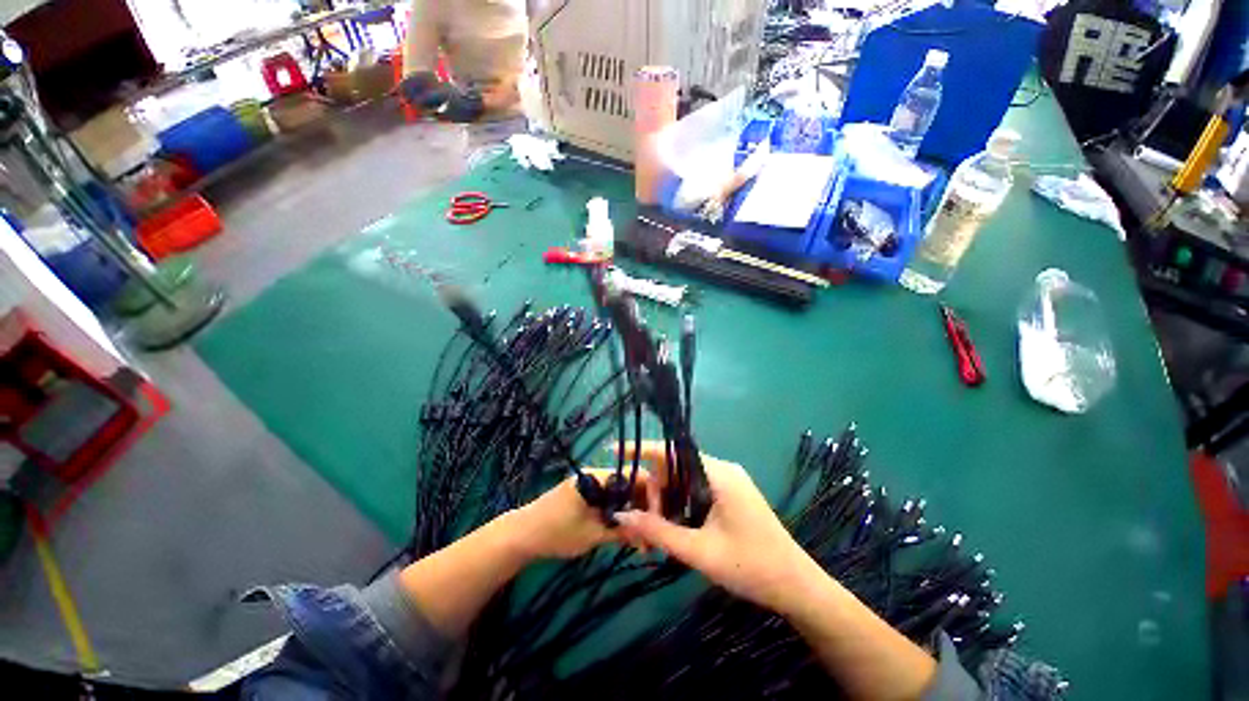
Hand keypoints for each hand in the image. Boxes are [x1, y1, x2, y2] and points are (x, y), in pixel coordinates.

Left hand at [509, 469, 650, 559]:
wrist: (521, 534)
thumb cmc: (556, 532)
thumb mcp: (592, 535)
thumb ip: (621, 531)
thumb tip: (650, 533)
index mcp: (599, 477)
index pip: (636, 476)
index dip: (651, 495)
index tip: (658, 520)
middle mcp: (597, 474)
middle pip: (630, 485)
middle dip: (643, 509)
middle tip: (650, 537)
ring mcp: (591, 483)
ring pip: (621, 494)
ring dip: (632, 514)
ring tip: (640, 540)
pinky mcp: (586, 494)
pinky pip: (610, 499)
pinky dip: (619, 513)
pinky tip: (625, 532)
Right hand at [614, 442, 820, 615]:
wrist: (797, 586)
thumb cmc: (751, 567)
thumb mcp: (699, 552)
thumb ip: (658, 532)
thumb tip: (621, 516)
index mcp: (718, 473)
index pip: (671, 451)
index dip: (640, 448)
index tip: (613, 449)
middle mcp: (722, 468)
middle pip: (675, 466)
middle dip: (654, 489)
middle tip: (643, 522)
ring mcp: (728, 480)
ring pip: (684, 479)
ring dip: (666, 499)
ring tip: (657, 529)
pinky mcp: (731, 493)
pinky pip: (696, 488)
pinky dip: (680, 502)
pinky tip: (674, 525)